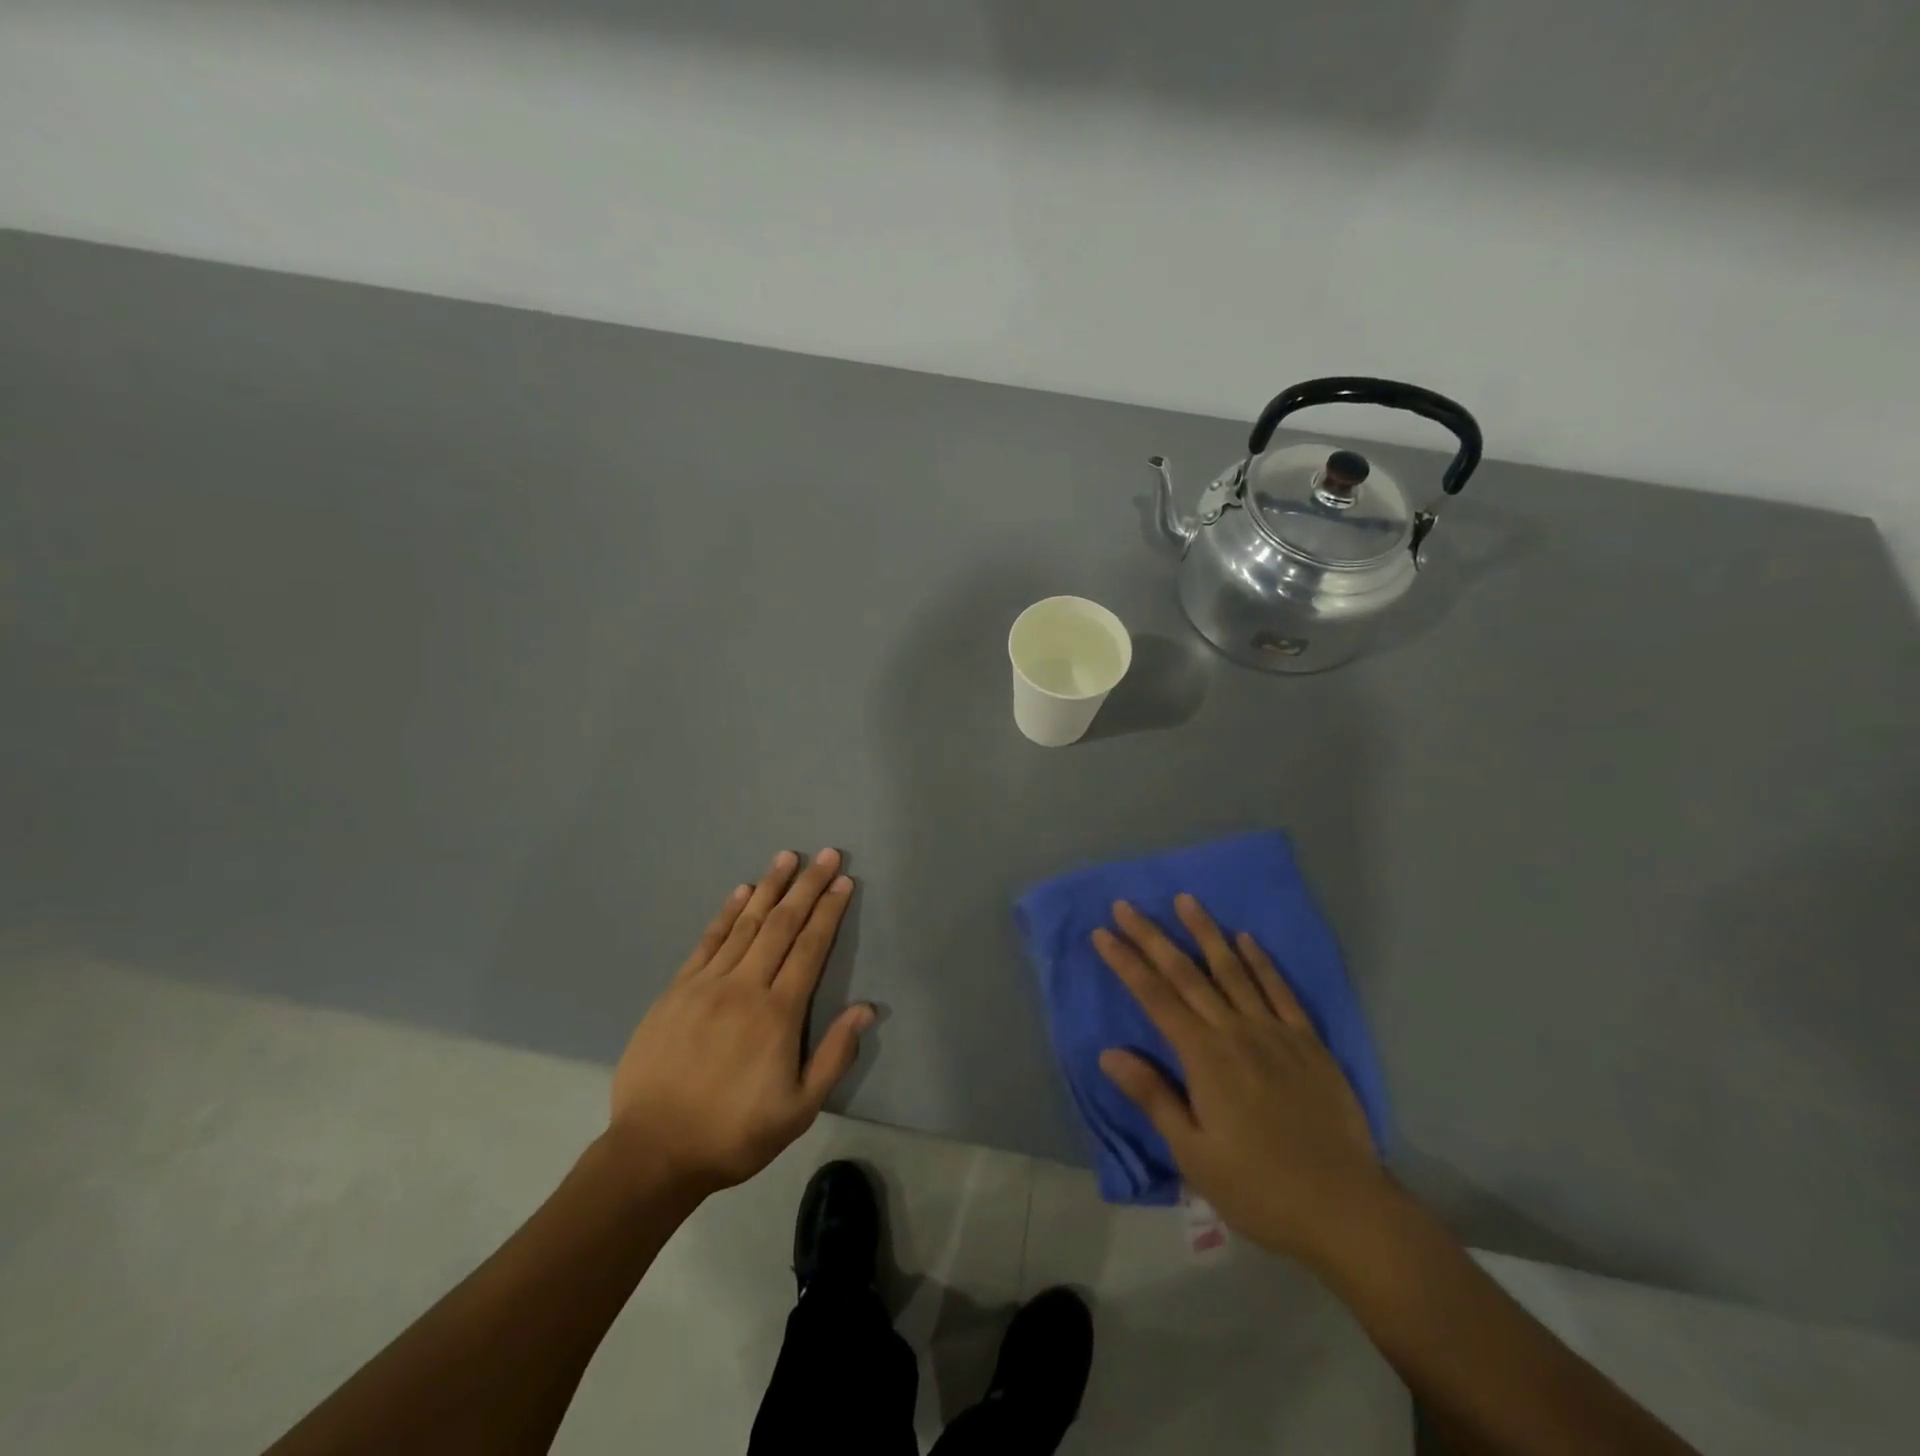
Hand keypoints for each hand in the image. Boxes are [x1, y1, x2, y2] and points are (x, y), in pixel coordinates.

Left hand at [607, 849, 872, 1199]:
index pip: (810, 948)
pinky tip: (741, 891)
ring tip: (786, 858)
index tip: (843, 882)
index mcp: (778, 1014)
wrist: (653, 1151)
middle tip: (824, 855)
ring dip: (769, 888)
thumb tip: (866, 1009)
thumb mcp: (799, 1109)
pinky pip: (707, 941)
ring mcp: (706, 985)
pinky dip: (727, 912)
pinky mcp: (676, 991)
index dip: (828, 912)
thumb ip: (834, 1056)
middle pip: (781, 925)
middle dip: (806, 887)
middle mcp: (744, 988)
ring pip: (745, 924)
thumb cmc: (734, 1133)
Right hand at [1094, 895, 1389, 1268]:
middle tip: (1126, 905)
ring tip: (1185, 899)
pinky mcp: (1308, 1042)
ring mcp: (1275, 1032)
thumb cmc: (1259, 1189)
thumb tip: (1108, 1053)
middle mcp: (1236, 1032)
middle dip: (1152, 936)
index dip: (1126, 963)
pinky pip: (1281, 990)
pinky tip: (1247, 939)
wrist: (1346, 1211)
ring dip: (1205, 932)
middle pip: (1186, 974)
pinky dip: (1262, 961)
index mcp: (1204, 1058)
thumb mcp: (1194, 1155)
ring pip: (1233, 969)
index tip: (1103, 933)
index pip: (1155, 998)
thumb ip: (1154, 1097)